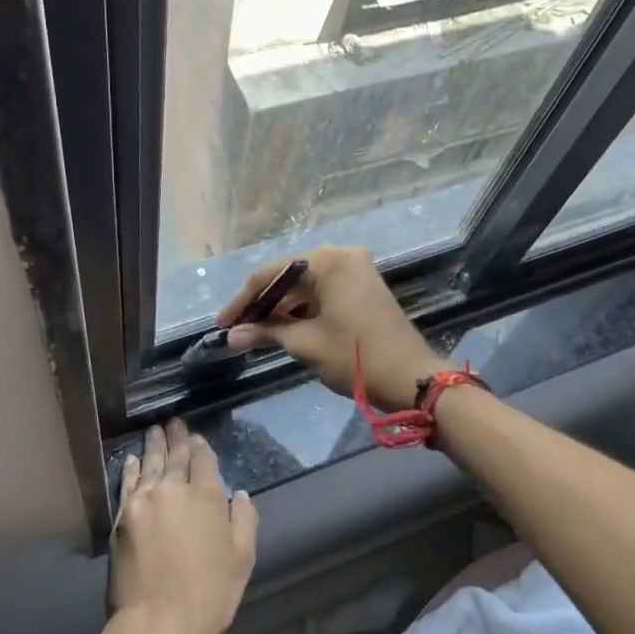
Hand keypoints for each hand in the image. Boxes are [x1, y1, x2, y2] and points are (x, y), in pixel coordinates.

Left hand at [108, 420, 257, 633]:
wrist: (156, 624)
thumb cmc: (208, 594)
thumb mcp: (242, 559)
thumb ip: (244, 520)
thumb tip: (239, 494)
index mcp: (207, 496)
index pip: (203, 459)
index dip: (201, 446)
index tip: (197, 437)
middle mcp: (173, 489)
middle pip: (175, 455)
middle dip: (176, 437)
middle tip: (174, 421)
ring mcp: (143, 501)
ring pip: (150, 463)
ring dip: (154, 445)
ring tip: (155, 429)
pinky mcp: (122, 518)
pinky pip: (128, 483)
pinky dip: (133, 468)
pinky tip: (135, 459)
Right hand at [218, 246, 444, 410]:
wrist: (412, 378)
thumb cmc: (355, 356)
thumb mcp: (305, 344)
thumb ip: (266, 333)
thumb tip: (231, 337)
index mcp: (327, 261)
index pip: (271, 274)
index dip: (243, 300)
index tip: (222, 324)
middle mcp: (342, 255)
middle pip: (289, 277)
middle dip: (262, 304)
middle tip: (236, 329)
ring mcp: (357, 270)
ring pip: (306, 286)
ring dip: (282, 309)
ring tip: (255, 332)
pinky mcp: (364, 287)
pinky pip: (324, 292)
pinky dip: (303, 310)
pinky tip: (283, 328)